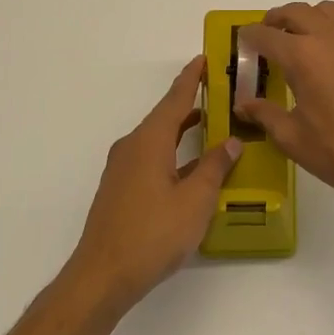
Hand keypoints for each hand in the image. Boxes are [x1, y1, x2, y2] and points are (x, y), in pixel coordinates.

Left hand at [69, 56, 241, 305]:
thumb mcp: (195, 200)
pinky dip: (172, 151)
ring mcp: (122, 169)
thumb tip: (231, 141)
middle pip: (164, 116)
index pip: (175, 100)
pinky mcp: (120, 189)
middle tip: (217, 91)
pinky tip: (189, 166)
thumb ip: (215, 167)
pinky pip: (150, 157)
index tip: (204, 58)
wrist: (102, 276)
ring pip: (157, 138)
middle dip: (189, 102)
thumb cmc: (153, 234)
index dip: (192, 79)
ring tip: (209, 123)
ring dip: (181, 129)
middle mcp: (132, 147)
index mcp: (149, 142)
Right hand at [235, 1, 333, 212]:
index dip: (250, 37)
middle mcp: (329, 36)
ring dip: (313, 16)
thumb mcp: (293, 139)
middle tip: (272, 36)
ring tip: (309, 35)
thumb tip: (242, 104)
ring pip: (330, 8)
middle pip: (296, 12)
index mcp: (301, 57)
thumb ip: (265, 115)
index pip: (266, 35)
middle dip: (278, 20)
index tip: (246, 43)